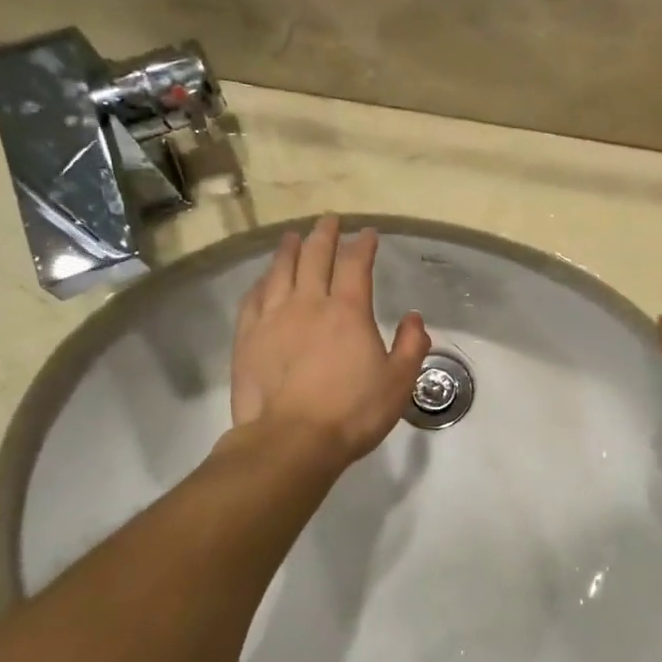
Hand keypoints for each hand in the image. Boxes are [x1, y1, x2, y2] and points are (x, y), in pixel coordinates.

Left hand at [232, 215, 430, 465]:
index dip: (363, 245)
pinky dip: (262, 281)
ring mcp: (273, 317)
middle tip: (330, 221)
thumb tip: (414, 317)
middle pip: (314, 256)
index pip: (356, 264)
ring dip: (289, 249)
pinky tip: (264, 279)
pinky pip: (253, 297)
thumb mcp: (398, 383)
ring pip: (280, 270)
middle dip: (325, 235)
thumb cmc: (352, 413)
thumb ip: (411, 346)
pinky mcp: (247, 336)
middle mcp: (308, 303)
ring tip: (293, 237)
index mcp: (348, 311)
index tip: (368, 234)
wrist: (291, 441)